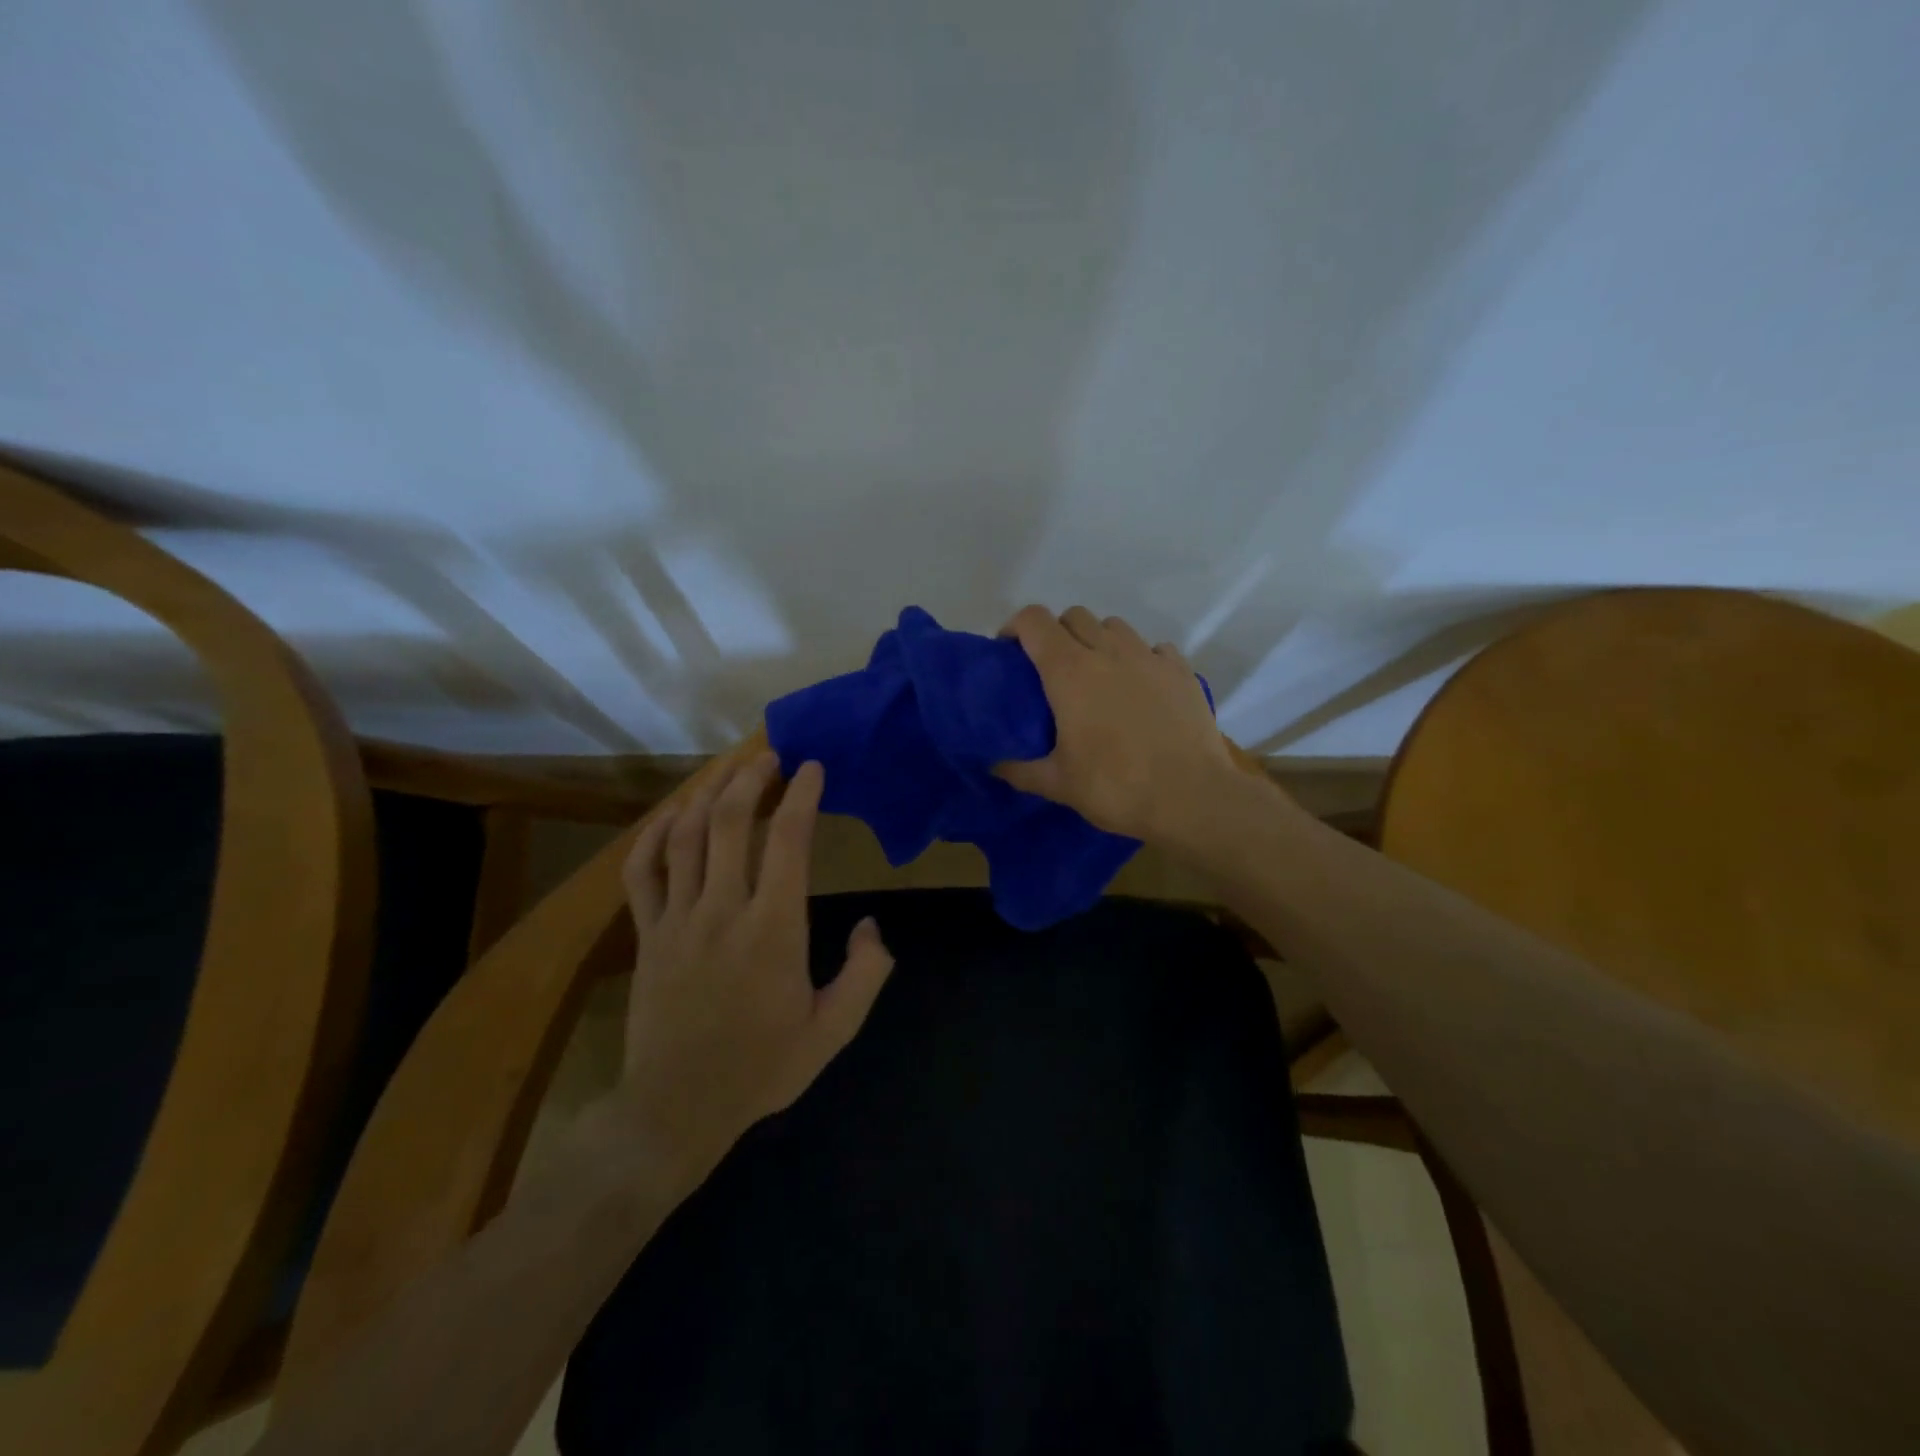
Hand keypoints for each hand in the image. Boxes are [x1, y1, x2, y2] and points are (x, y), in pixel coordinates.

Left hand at [608, 751, 893, 1182]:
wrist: (676, 1108)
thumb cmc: (762, 1067)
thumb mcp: (833, 1031)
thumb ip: (865, 974)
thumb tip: (872, 926)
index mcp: (773, 929)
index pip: (787, 841)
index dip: (801, 795)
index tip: (813, 767)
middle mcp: (722, 910)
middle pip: (730, 822)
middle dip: (752, 777)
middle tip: (770, 754)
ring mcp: (677, 919)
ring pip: (685, 835)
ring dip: (707, 793)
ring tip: (728, 769)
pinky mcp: (647, 934)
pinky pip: (642, 871)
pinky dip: (654, 834)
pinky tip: (672, 815)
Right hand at [995, 605, 1236, 846]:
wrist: (1191, 797)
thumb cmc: (1115, 786)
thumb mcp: (1058, 784)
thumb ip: (1020, 770)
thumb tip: (994, 766)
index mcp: (1069, 671)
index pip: (1034, 620)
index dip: (1016, 628)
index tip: (1011, 653)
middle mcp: (1107, 651)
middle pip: (1074, 616)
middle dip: (1057, 633)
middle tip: (1053, 671)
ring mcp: (1148, 657)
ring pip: (1114, 626)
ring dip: (1098, 641)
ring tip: (1098, 676)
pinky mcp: (1181, 671)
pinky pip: (1153, 648)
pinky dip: (1140, 659)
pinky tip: (1140, 689)